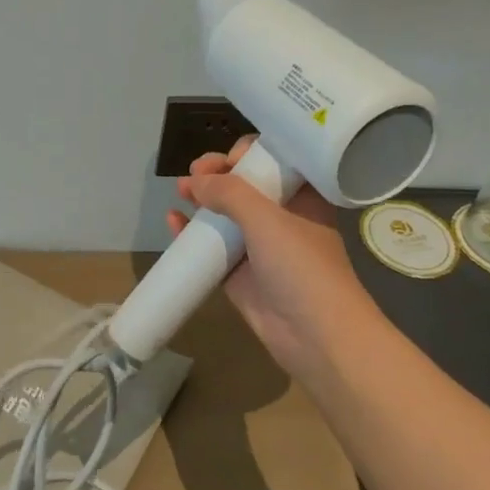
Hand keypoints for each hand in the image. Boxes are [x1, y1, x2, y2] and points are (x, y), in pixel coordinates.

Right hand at [165, 136, 384, 374]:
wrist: (316, 336)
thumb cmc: (301, 266)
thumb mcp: (266, 218)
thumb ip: (229, 193)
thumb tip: (195, 181)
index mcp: (303, 196)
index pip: (276, 160)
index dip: (250, 153)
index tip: (229, 159)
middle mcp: (283, 216)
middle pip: (245, 183)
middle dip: (218, 173)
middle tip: (197, 171)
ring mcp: (260, 246)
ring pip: (226, 213)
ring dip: (202, 199)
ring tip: (181, 190)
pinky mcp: (240, 273)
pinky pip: (213, 245)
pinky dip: (193, 232)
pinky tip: (173, 222)